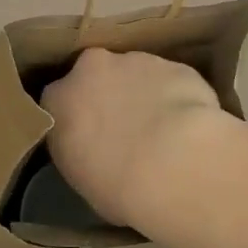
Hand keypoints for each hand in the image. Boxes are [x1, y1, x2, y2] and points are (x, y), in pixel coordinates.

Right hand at [40, 48, 228, 229]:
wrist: (173, 165)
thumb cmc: (117, 185)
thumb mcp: (80, 177)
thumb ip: (81, 149)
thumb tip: (96, 149)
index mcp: (59, 99)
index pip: (59, 101)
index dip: (76, 117)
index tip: (89, 136)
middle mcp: (93, 69)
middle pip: (96, 74)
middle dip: (108, 93)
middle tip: (125, 128)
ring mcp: (136, 62)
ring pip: (136, 73)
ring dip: (144, 93)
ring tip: (163, 131)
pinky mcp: (174, 66)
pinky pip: (171, 81)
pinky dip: (176, 96)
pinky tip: (188, 126)